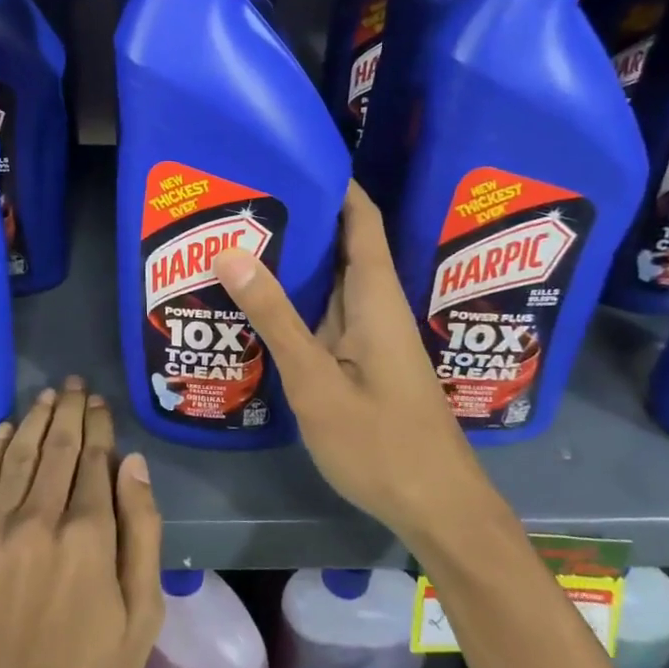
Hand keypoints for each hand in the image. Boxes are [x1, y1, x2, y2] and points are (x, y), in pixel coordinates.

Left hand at [0, 377, 164, 667]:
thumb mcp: (143, 615)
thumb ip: (142, 531)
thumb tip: (133, 463)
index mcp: (89, 536)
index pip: (96, 460)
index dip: (100, 426)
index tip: (101, 403)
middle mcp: (38, 520)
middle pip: (58, 448)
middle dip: (70, 412)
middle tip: (75, 386)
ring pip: (18, 457)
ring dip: (36, 422)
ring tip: (49, 398)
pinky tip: (5, 432)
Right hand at [213, 181, 489, 540]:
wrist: (437, 508)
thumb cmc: (381, 443)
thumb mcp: (316, 381)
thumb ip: (275, 317)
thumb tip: (231, 251)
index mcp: (376, 296)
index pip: (360, 218)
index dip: (332, 182)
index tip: (287, 158)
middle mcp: (376, 305)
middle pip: (341, 244)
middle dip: (297, 218)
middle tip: (240, 202)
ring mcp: (370, 335)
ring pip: (330, 282)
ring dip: (293, 262)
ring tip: (236, 242)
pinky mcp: (362, 361)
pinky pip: (326, 315)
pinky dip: (294, 302)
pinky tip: (256, 306)